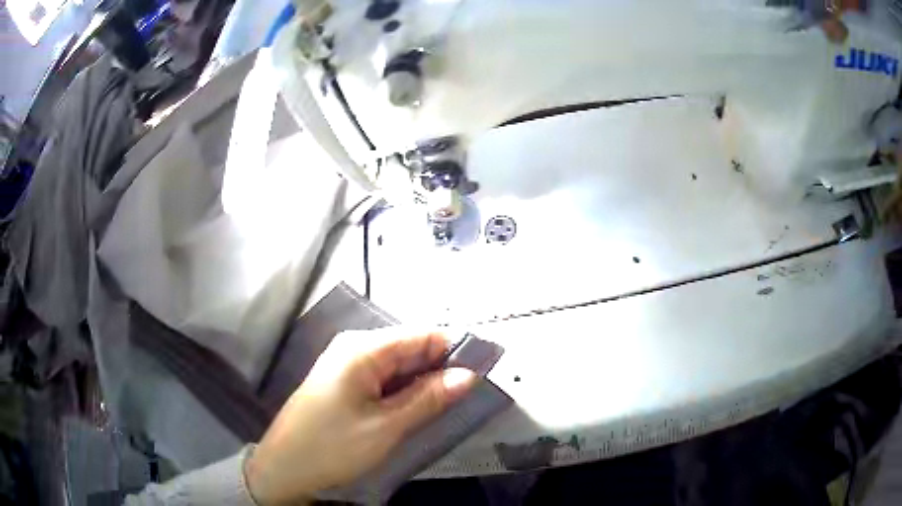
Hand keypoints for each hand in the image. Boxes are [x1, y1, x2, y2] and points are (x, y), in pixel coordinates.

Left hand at [244, 329, 476, 504]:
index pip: (423, 334)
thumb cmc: (332, 446)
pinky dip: (403, 391)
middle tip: (464, 398)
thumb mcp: (386, 426)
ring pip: (399, 365)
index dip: (454, 350)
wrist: (284, 467)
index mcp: (363, 348)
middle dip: (439, 369)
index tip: (481, 373)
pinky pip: (383, 378)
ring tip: (443, 407)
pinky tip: (413, 409)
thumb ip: (429, 398)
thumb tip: (468, 375)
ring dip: (422, 383)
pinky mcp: (344, 381)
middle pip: (411, 348)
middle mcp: (355, 347)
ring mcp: (347, 364)